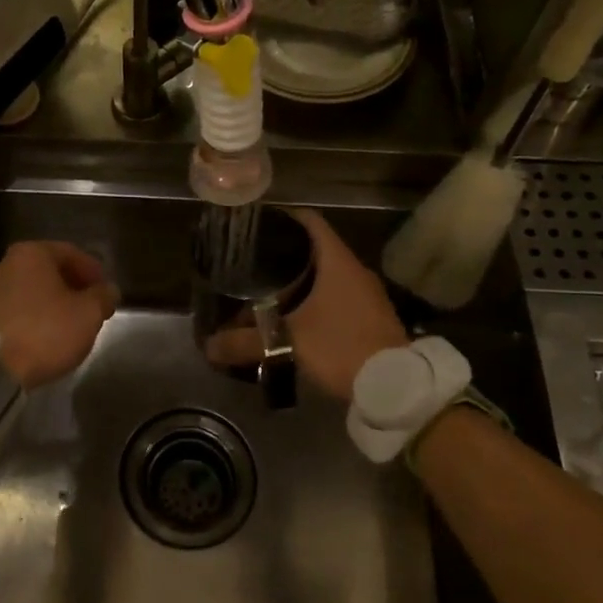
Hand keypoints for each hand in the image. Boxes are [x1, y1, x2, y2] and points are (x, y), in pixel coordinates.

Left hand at [0, 241, 119, 387]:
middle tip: (87, 308)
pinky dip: (27, 319)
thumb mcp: (88, 315)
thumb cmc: (45, 332)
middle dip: (68, 287)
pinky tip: (38, 338)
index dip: (92, 271)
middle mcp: (2, 264)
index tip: (105, 291)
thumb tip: (107, 290)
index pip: (70, 253)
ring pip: (26, 291)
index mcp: (30, 254)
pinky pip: (10, 312)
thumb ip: (102, 297)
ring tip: (64, 326)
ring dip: (46, 303)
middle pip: (45, 271)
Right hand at [206, 209, 405, 402]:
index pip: (310, 221)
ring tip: (267, 289)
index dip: (284, 217)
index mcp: (337, 262)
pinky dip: (316, 298)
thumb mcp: (286, 343)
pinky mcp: (371, 316)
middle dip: (285, 253)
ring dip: (301, 279)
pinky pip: (338, 295)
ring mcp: (367, 294)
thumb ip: (245, 342)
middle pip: (316, 248)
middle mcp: (354, 270)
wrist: (394, 385)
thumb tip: (208, 346)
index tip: (259, 225)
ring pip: (328, 274)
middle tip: (253, 261)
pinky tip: (295, 316)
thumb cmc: (340, 347)